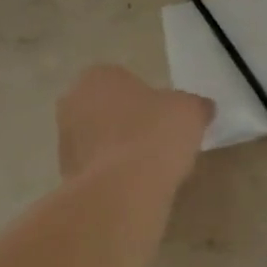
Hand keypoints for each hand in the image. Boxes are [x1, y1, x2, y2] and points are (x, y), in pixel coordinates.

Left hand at [57, 65, 211, 184]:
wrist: (122, 191)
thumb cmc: (154, 135)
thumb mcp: (190, 111)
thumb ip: (194, 105)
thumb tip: (202, 108)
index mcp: (98, 76)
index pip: (123, 80)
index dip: (145, 99)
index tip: (164, 118)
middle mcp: (72, 102)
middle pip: (105, 108)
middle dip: (125, 122)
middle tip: (156, 140)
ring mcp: (64, 140)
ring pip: (96, 139)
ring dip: (115, 149)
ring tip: (147, 169)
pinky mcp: (65, 175)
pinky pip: (94, 169)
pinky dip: (110, 175)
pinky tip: (132, 187)